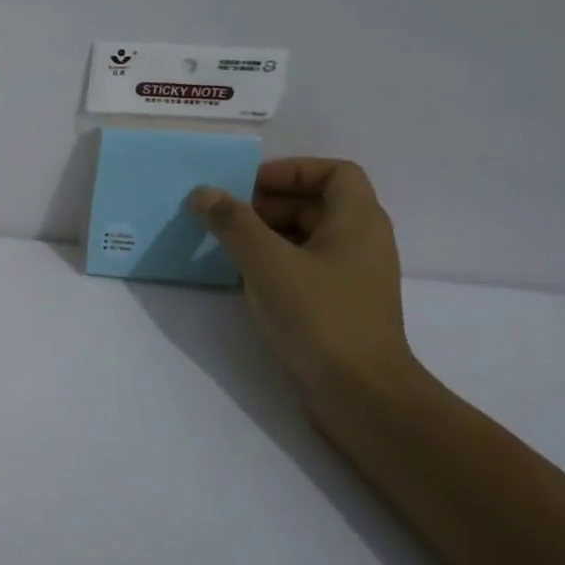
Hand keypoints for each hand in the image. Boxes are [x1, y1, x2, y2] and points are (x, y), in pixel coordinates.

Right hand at [188, 158, 418, 402]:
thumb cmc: (319, 316)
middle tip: (226, 216)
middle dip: (269, 204)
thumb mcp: (266, 262)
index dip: (291, 170)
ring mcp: (353, 276)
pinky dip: (275, 262)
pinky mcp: (340, 305)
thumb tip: (202, 193)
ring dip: (267, 234)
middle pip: (316, 203)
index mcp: (358, 221)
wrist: (361, 395)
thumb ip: (232, 222)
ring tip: (226, 246)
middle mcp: (362, 242)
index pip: (334, 172)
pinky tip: (243, 279)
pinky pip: (305, 267)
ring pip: (307, 237)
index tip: (249, 185)